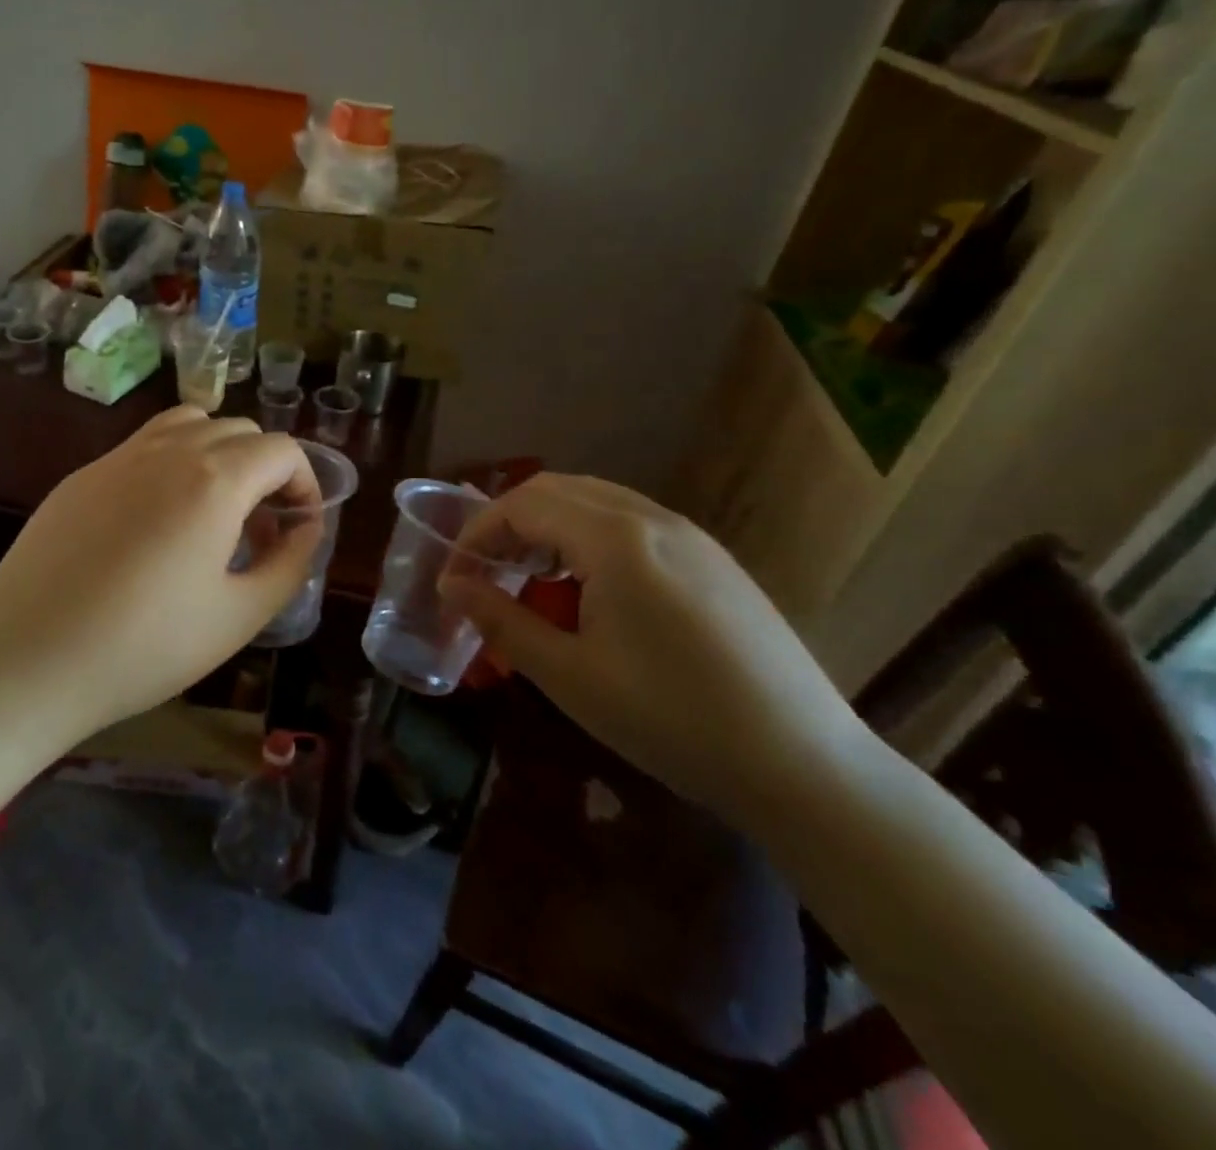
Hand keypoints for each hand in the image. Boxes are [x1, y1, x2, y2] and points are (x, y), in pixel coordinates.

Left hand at [0, 406, 322, 736]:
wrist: (27, 660)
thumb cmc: (145, 647)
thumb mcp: (239, 617)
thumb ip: (289, 564)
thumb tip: (306, 528)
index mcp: (214, 480)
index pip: (281, 449)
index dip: (304, 482)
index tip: (299, 526)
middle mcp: (169, 451)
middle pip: (239, 430)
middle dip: (265, 470)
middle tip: (259, 528)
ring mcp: (118, 457)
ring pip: (189, 423)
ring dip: (218, 453)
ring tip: (213, 509)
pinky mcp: (82, 475)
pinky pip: (143, 446)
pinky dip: (172, 462)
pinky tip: (155, 522)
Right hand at [444, 475, 873, 821]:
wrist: (803, 765)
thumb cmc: (671, 720)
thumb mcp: (569, 675)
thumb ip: (501, 619)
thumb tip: (451, 586)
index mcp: (615, 539)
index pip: (522, 506)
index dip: (476, 535)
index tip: (453, 578)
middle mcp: (653, 518)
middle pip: (557, 490)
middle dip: (508, 522)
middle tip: (485, 572)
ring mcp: (691, 535)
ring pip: (597, 500)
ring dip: (549, 526)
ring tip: (530, 577)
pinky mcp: (714, 558)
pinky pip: (633, 522)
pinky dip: (589, 536)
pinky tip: (591, 589)